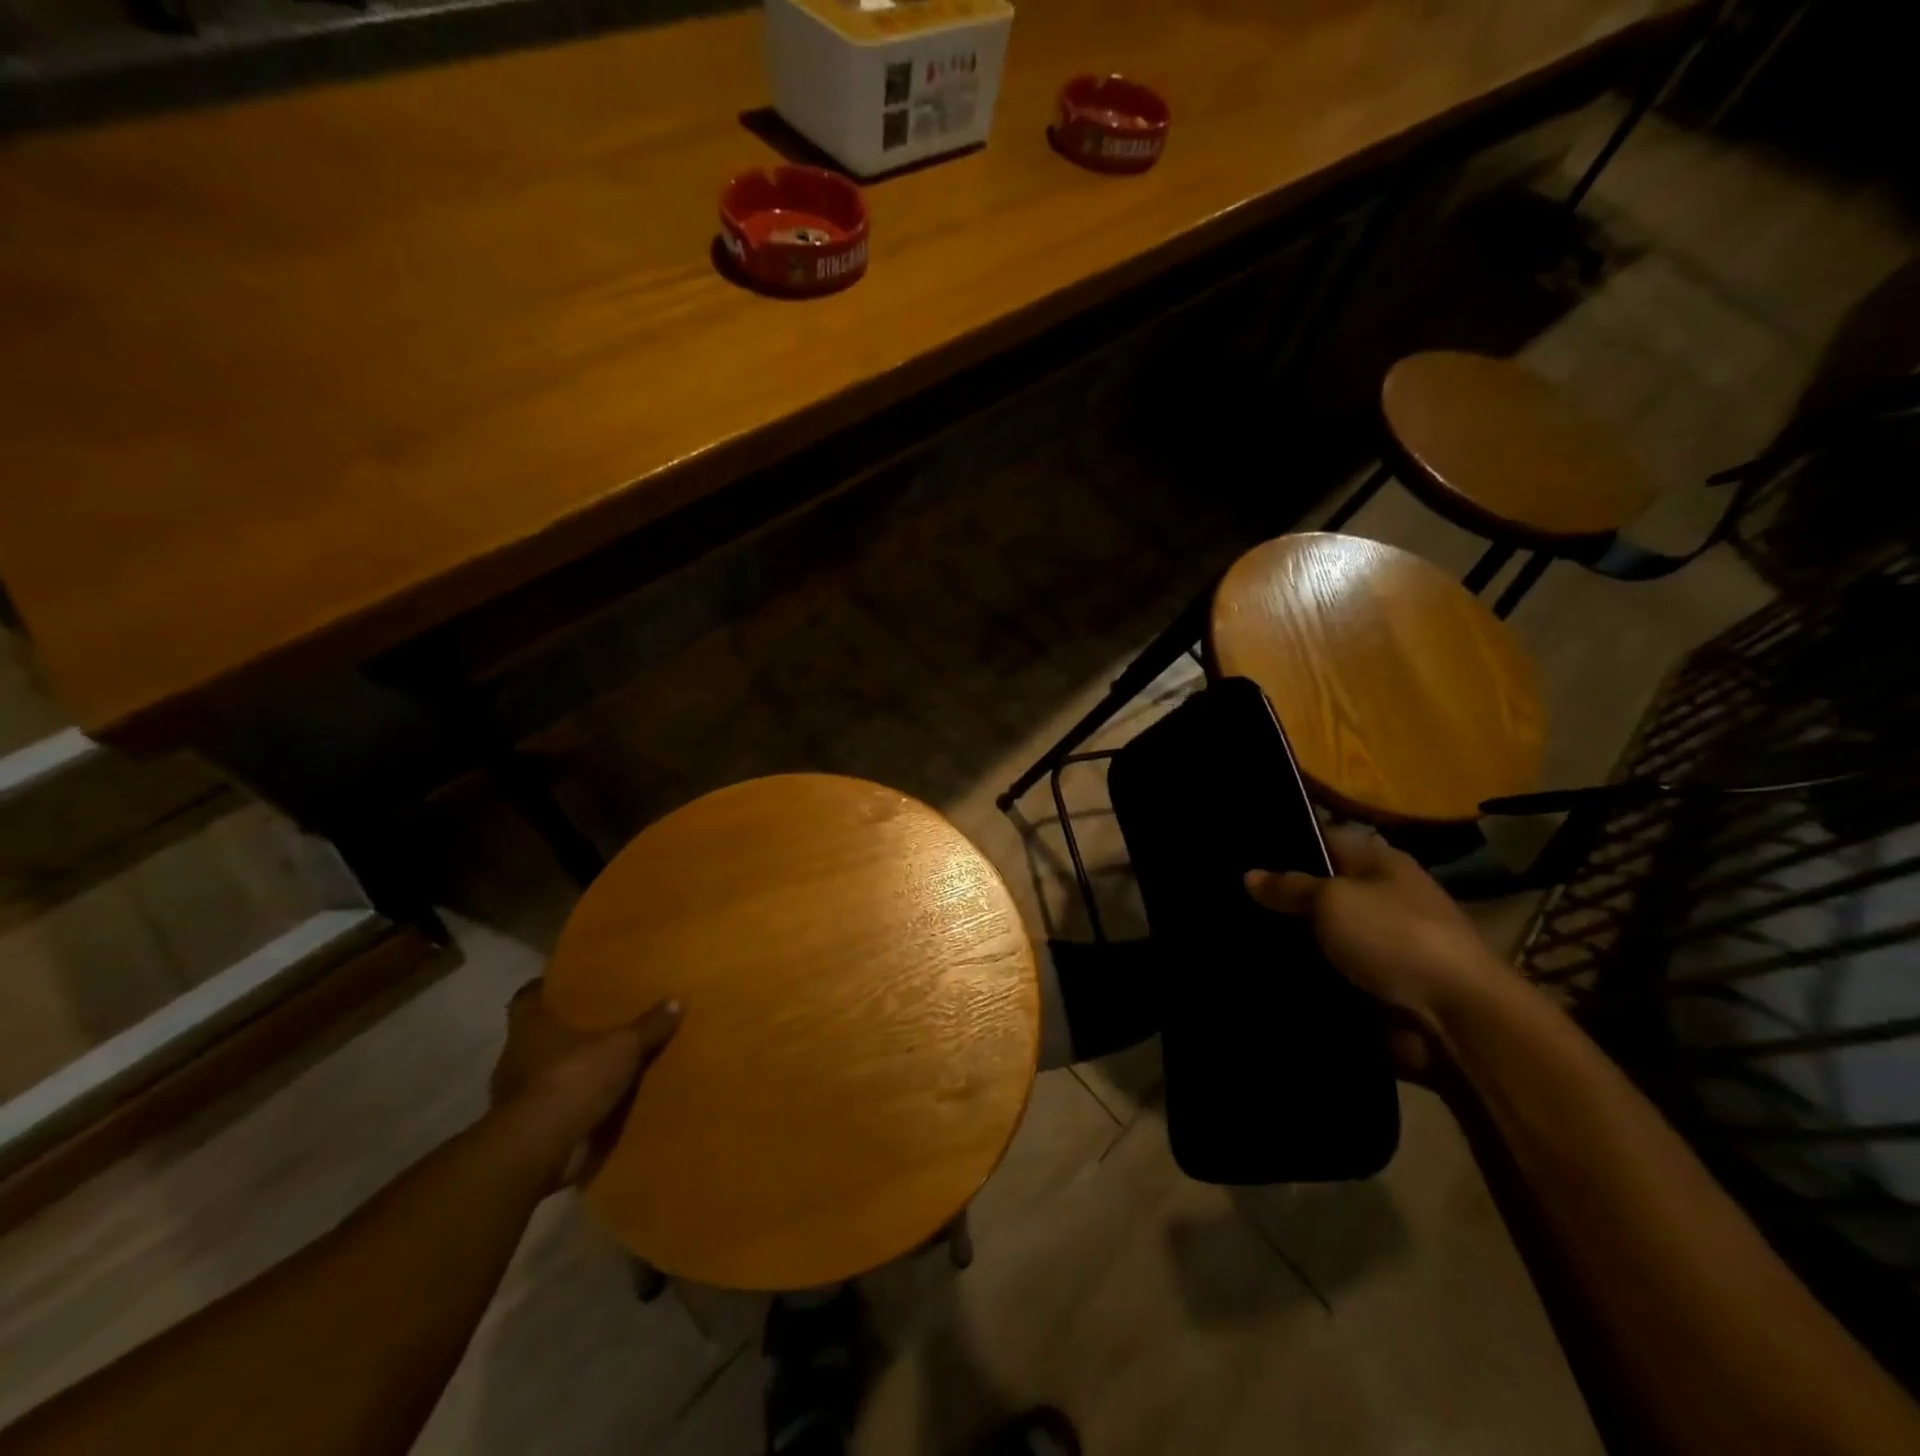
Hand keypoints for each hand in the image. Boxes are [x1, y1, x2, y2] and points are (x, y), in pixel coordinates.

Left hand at [490, 982, 680, 1186]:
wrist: (540, 1148)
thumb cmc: (573, 1078)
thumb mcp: (623, 1046)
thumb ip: (648, 1026)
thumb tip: (676, 1001)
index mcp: (530, 1029)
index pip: (526, 999)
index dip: (542, 989)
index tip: (561, 984)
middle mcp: (516, 1058)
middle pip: (536, 1037)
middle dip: (563, 1032)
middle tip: (596, 1021)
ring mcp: (518, 1097)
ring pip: (545, 1074)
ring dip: (569, 1071)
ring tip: (604, 1063)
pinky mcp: (529, 1129)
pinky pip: (555, 1108)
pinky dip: (573, 1105)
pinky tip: (600, 1101)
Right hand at [1244, 826, 1511, 1061]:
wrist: (1461, 1018)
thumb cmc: (1395, 938)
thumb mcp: (1332, 902)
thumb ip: (1290, 887)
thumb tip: (1250, 875)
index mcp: (1382, 862)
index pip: (1326, 838)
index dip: (1288, 844)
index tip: (1245, 856)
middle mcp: (1389, 896)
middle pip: (1326, 890)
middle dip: (1287, 900)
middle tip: (1236, 904)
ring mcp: (1392, 943)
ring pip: (1329, 936)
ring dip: (1298, 943)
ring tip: (1246, 943)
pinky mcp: (1389, 985)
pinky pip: (1339, 974)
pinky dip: (1315, 977)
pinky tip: (1276, 978)